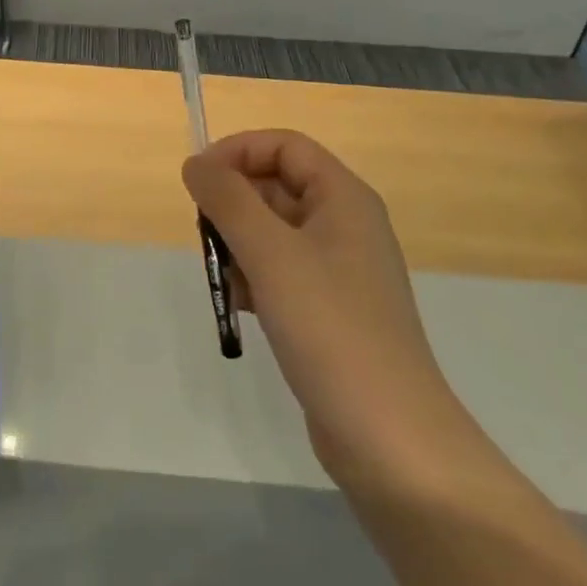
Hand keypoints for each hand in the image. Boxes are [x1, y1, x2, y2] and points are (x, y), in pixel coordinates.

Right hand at [183, 130, 467, 493]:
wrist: (391, 440)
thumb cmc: (330, 328)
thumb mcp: (270, 253)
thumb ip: (227, 199)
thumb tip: (195, 163)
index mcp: (343, 198)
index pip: (284, 145)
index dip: (237, 151)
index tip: (197, 181)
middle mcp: (345, 224)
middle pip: (276, 185)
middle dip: (233, 203)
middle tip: (204, 235)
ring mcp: (339, 270)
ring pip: (273, 231)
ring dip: (238, 243)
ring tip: (221, 276)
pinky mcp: (330, 309)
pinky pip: (281, 271)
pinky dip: (253, 277)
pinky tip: (238, 306)